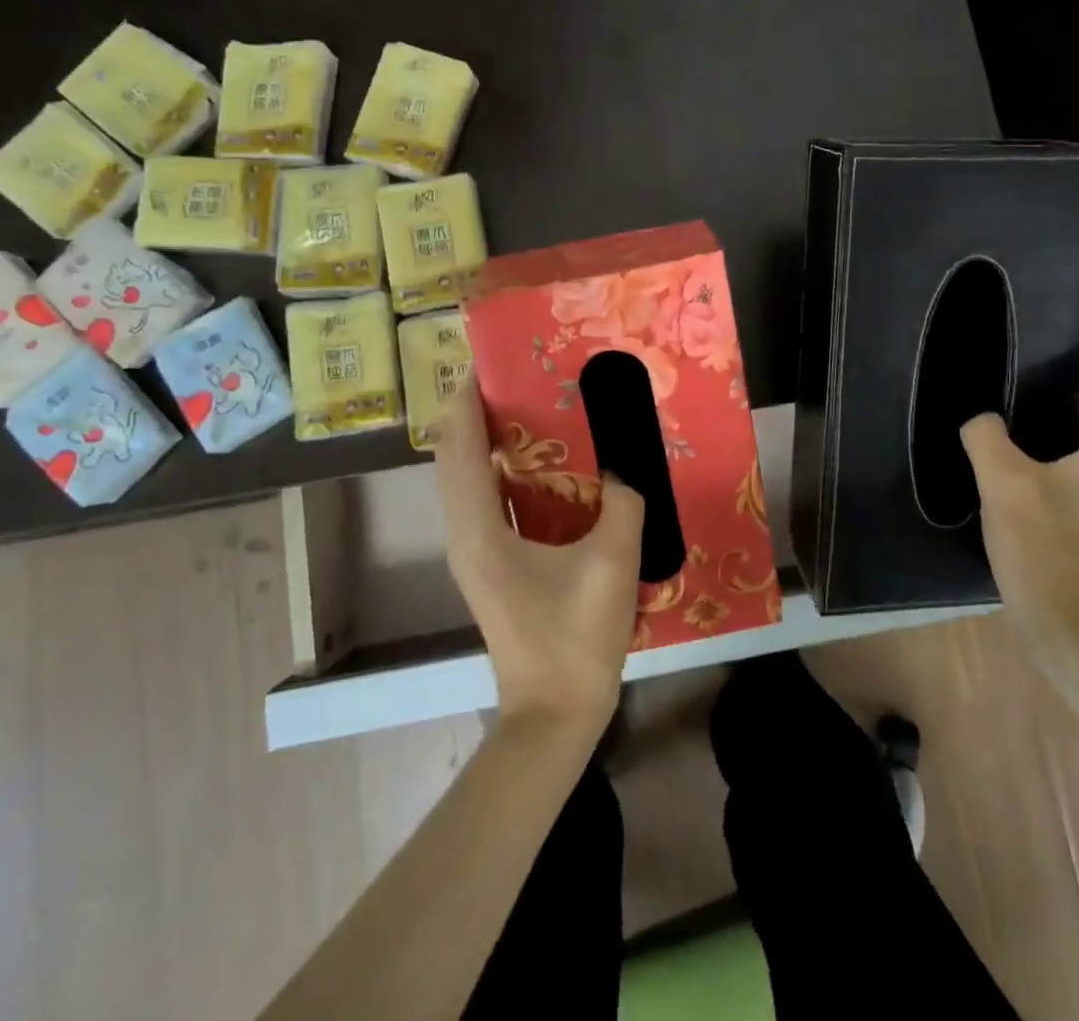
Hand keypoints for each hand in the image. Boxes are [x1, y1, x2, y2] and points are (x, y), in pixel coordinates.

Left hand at [434, 382, 644, 738]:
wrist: (554, 715)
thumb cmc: (576, 639)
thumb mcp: (612, 563)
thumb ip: (623, 504)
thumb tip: (624, 469)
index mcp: (480, 531)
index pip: (460, 449)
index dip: (467, 402)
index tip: (489, 362)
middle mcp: (466, 535)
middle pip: (454, 459)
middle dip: (475, 414)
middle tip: (518, 379)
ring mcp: (474, 553)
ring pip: (466, 480)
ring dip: (486, 441)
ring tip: (527, 409)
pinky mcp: (491, 566)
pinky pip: (484, 501)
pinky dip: (500, 471)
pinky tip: (541, 464)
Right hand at [959, 317, 1078, 643]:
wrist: (1070, 627)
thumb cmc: (1048, 552)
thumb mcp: (1006, 486)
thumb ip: (988, 437)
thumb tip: (981, 418)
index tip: (1078, 305)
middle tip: (1044, 325)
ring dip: (1078, 382)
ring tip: (1031, 358)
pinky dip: (1066, 412)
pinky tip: (1024, 414)